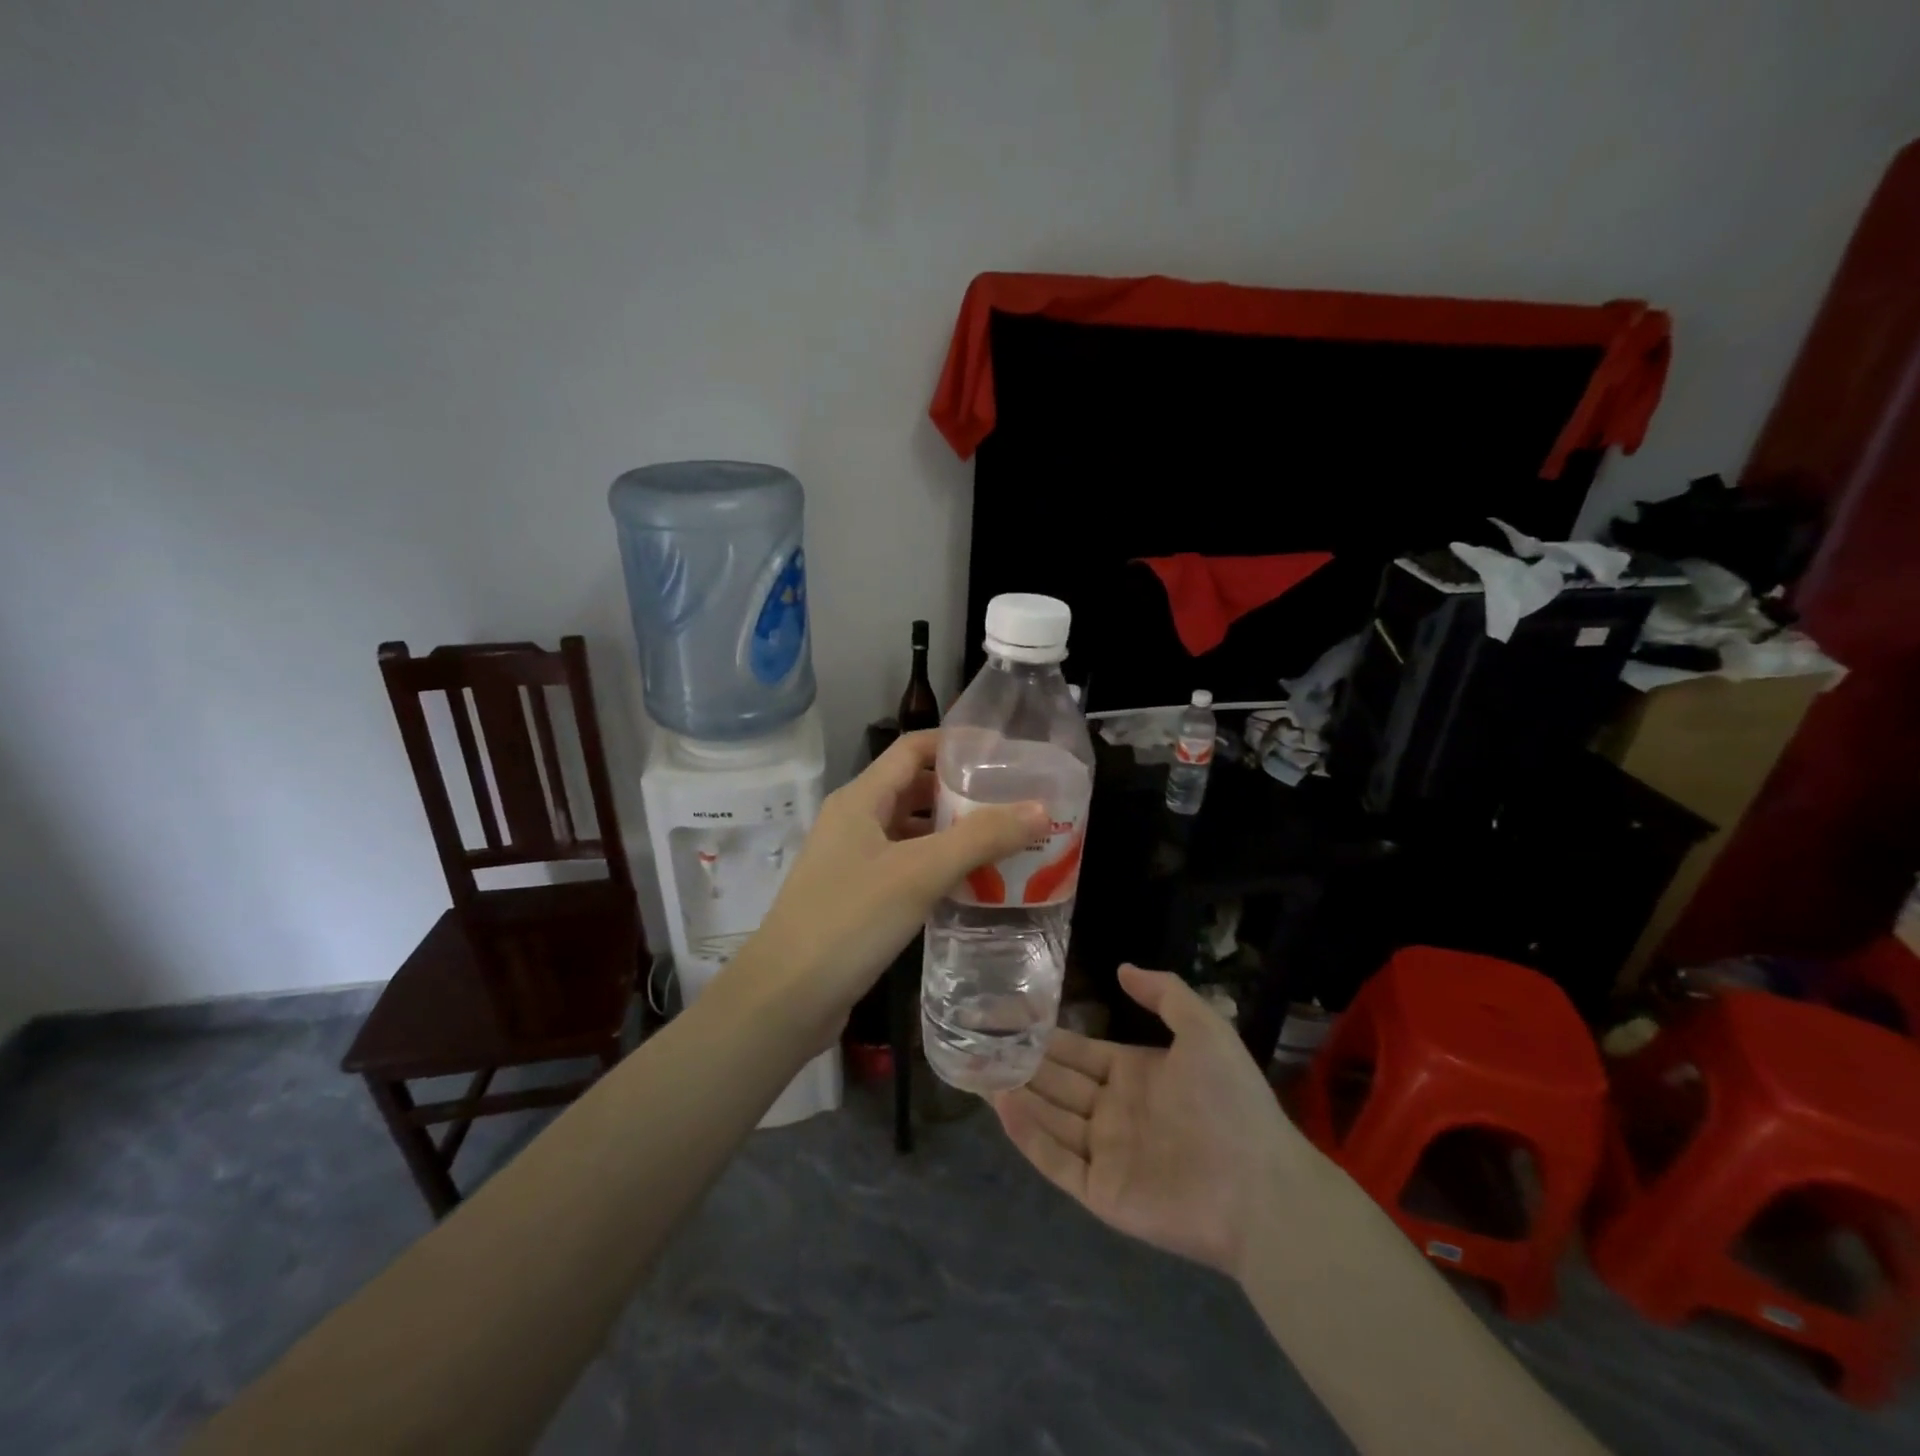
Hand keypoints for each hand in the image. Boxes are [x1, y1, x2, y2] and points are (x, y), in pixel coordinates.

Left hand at [727, 731, 1046, 1031]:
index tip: (1005, 753)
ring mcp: (853, 862)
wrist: (785, 999)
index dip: (957, 744)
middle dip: (963, 792)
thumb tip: (1040, 809)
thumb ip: (980, 838)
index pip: (913, 749)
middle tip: (1015, 801)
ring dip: (954, 833)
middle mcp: (854, 821)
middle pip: (914, 789)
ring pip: (912, 832)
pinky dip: (939, 867)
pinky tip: (973, 884)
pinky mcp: (857, 898)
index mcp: (860, 799)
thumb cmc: (849, 921)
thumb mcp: (919, 873)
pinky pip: (906, 867)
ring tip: (1007, 841)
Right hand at [993, 964, 1313, 1279]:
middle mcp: (1113, 1111)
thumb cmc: (1230, 1101)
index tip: (1006, 1015)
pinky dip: (1029, 1135)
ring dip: (1015, 1094)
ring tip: (974, 1069)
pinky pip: (1056, 1161)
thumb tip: (1122, 967)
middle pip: (1056, 1082)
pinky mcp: (1101, 1192)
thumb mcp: (1204, 1028)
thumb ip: (1164, 993)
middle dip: (1019, 1062)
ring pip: (1049, 1117)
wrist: (1261, 1187)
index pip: (1077, 1051)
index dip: (1044, 1034)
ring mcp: (1105, 1153)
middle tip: (974, 1040)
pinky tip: (1003, 1106)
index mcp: (1134, 1074)